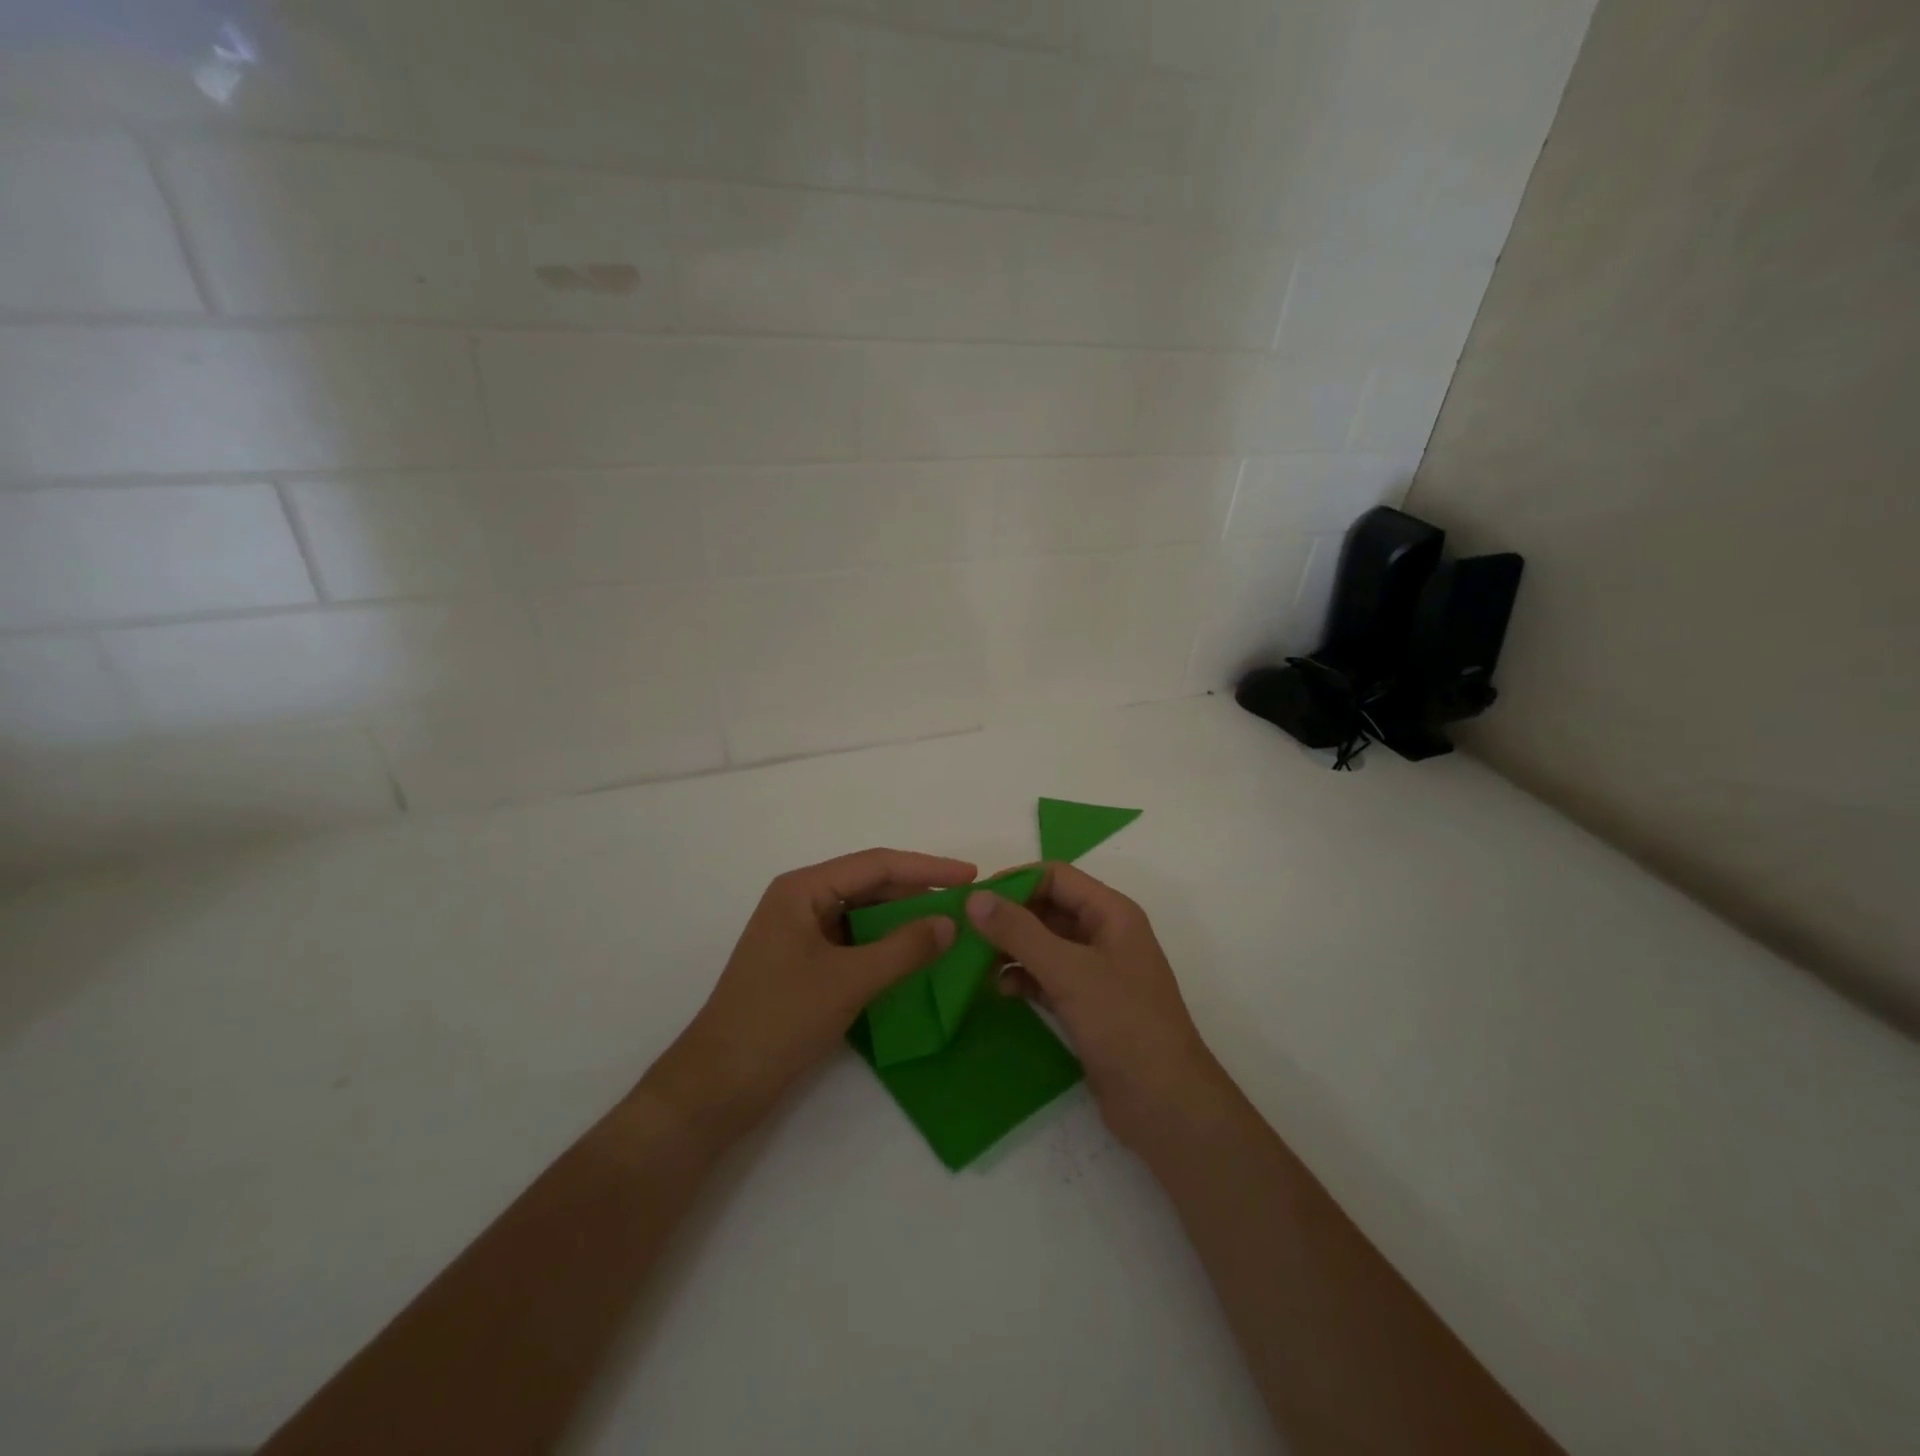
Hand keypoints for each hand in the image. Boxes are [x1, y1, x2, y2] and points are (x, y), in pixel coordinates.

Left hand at [645, 848, 973, 1133]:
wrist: (717, 1086)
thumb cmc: (778, 1021)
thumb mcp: (848, 981)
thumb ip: (903, 948)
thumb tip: (951, 923)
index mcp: (802, 889)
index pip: (876, 864)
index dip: (927, 868)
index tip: (970, 876)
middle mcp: (801, 902)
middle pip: (870, 885)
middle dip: (917, 893)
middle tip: (966, 905)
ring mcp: (801, 934)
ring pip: (864, 915)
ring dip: (904, 921)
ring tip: (949, 928)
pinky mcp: (804, 964)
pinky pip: (854, 942)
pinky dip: (886, 946)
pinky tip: (915, 957)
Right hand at [966, 863, 1232, 1153]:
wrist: (1165, 1105)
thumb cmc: (1123, 1025)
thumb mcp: (1069, 972)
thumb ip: (1020, 932)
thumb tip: (975, 897)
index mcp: (1111, 913)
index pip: (1056, 877)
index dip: (1015, 882)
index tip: (973, 900)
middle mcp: (1105, 934)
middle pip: (1048, 908)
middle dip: (1008, 917)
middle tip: (964, 932)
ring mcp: (1097, 972)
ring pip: (1044, 945)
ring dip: (1012, 949)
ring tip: (975, 963)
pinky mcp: (1088, 1005)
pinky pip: (1047, 977)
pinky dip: (1024, 978)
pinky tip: (1002, 991)